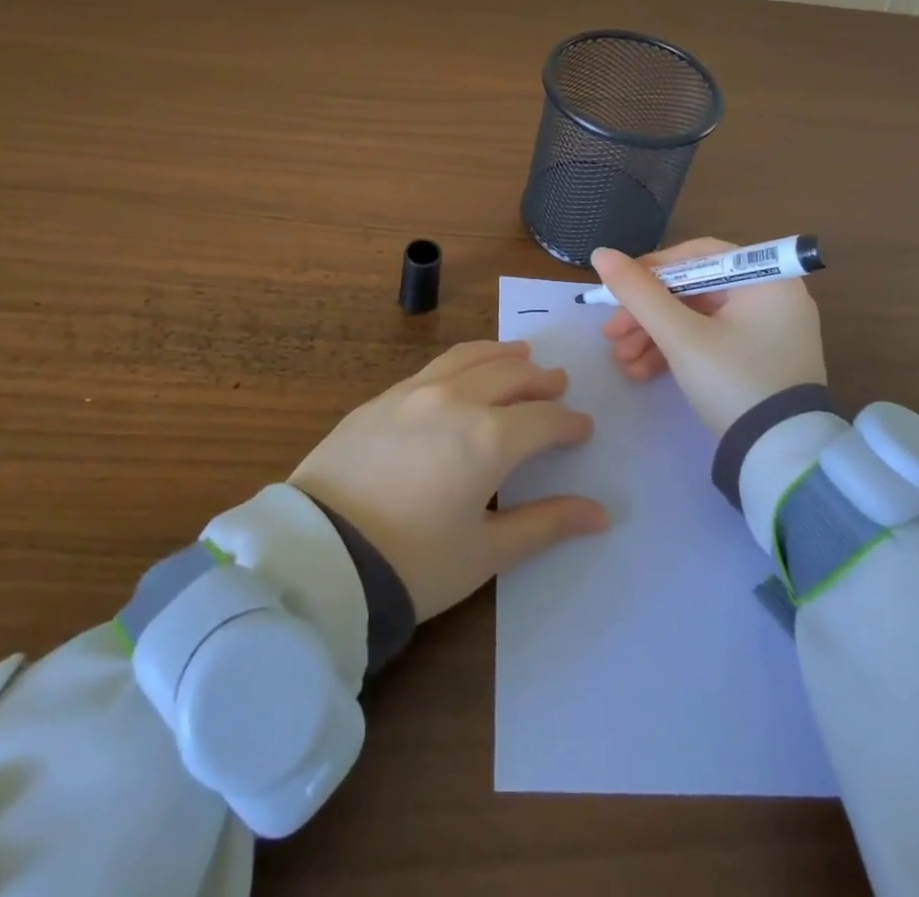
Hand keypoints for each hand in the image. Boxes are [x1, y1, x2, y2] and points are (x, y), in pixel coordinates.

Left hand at [289, 340, 608, 621]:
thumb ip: (545, 524)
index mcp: (490, 438)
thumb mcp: (485, 552)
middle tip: (557, 385)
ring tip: (520, 355)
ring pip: (470, 357)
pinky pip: (434, 366)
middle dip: (540, 380)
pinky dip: (463, 361)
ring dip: (502, 354)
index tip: (581, 428)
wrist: (318, 556)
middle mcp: (456, 400)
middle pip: (511, 375)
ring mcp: (414, 392)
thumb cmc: (412, 563)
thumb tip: (600, 514)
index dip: (568, 423)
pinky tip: (463, 372)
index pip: (544, 418)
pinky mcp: (381, 398)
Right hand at [593, 238, 826, 437]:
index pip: (699, 255)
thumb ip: (639, 293)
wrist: (781, 459)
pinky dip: (676, 352)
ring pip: (697, 319)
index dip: (653, 268)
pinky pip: (710, 341)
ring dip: (654, 336)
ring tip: (621, 360)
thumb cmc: (733, 382)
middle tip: (611, 333)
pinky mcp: (758, 360)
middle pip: (693, 289)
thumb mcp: (680, 336)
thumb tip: (601, 253)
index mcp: (766, 279)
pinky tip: (642, 371)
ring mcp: (767, 331)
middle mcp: (771, 297)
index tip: (618, 289)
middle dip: (647, 313)